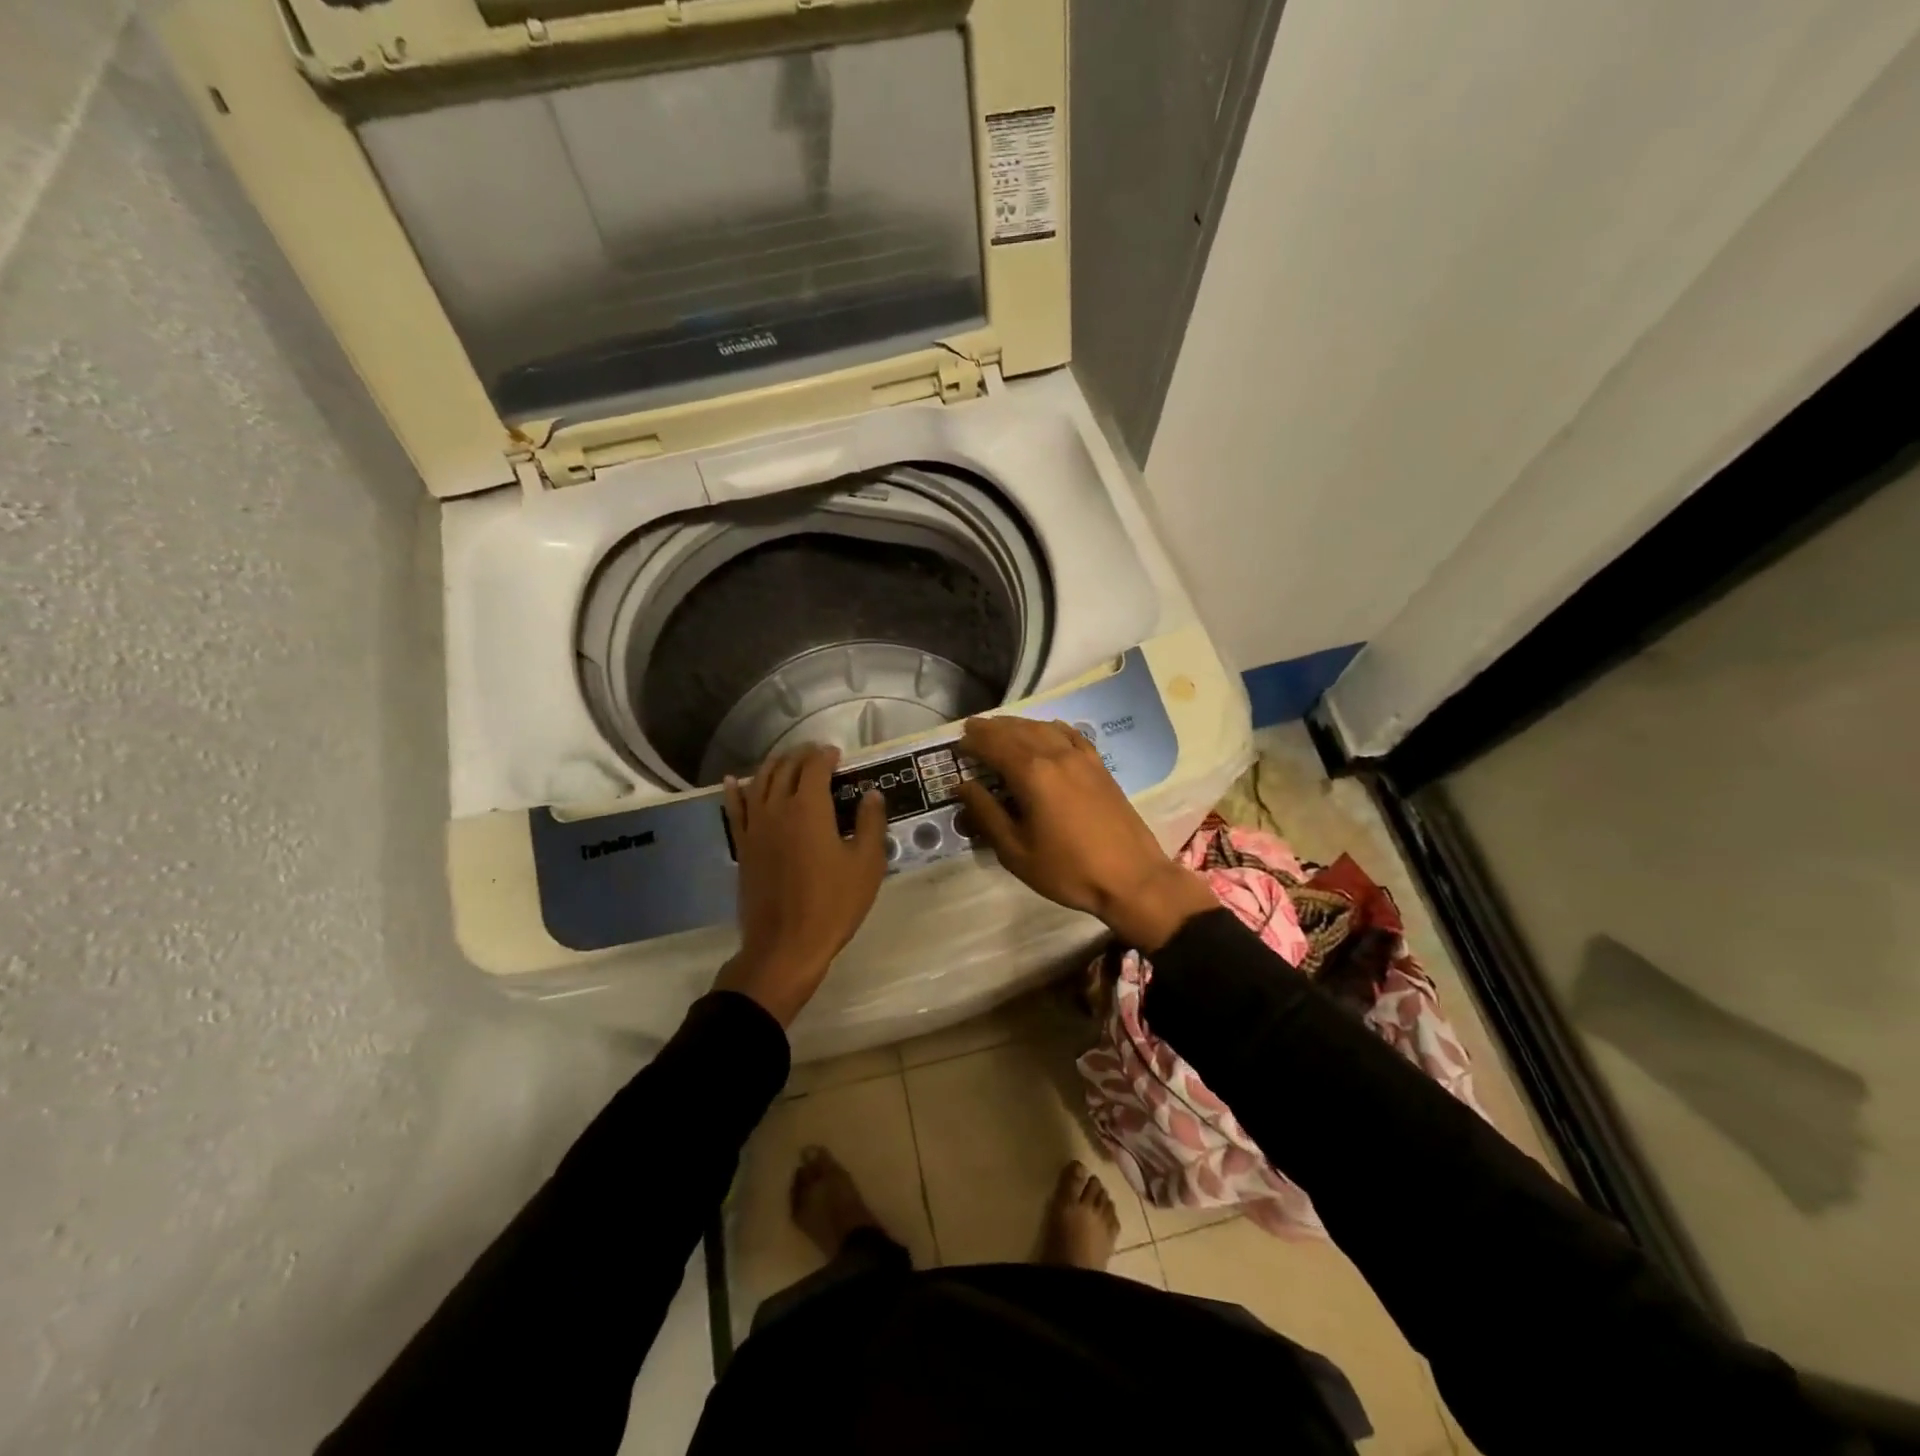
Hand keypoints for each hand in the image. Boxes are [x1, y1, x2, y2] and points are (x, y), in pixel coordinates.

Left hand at [715, 745, 887, 1026]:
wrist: (786, 945)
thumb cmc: (833, 904)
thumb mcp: (867, 864)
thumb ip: (871, 824)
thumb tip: (872, 794)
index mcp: (809, 808)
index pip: (815, 767)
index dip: (826, 755)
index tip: (837, 754)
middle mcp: (777, 808)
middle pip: (785, 769)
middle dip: (801, 756)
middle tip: (816, 754)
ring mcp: (755, 827)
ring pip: (759, 782)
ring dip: (773, 766)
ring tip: (785, 760)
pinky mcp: (743, 847)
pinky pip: (735, 809)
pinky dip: (735, 790)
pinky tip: (734, 780)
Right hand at [956, 717, 1215, 951]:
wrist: (1132, 878)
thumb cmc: (1068, 870)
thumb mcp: (1016, 851)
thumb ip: (986, 814)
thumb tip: (962, 785)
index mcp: (1032, 773)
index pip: (994, 744)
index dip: (973, 741)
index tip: (957, 743)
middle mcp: (1056, 754)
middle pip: (1017, 730)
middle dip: (991, 728)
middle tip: (972, 730)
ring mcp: (1081, 757)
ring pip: (1043, 728)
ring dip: (1017, 725)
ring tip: (1000, 729)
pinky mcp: (1099, 765)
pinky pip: (1069, 734)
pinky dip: (1049, 728)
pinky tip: (1045, 732)